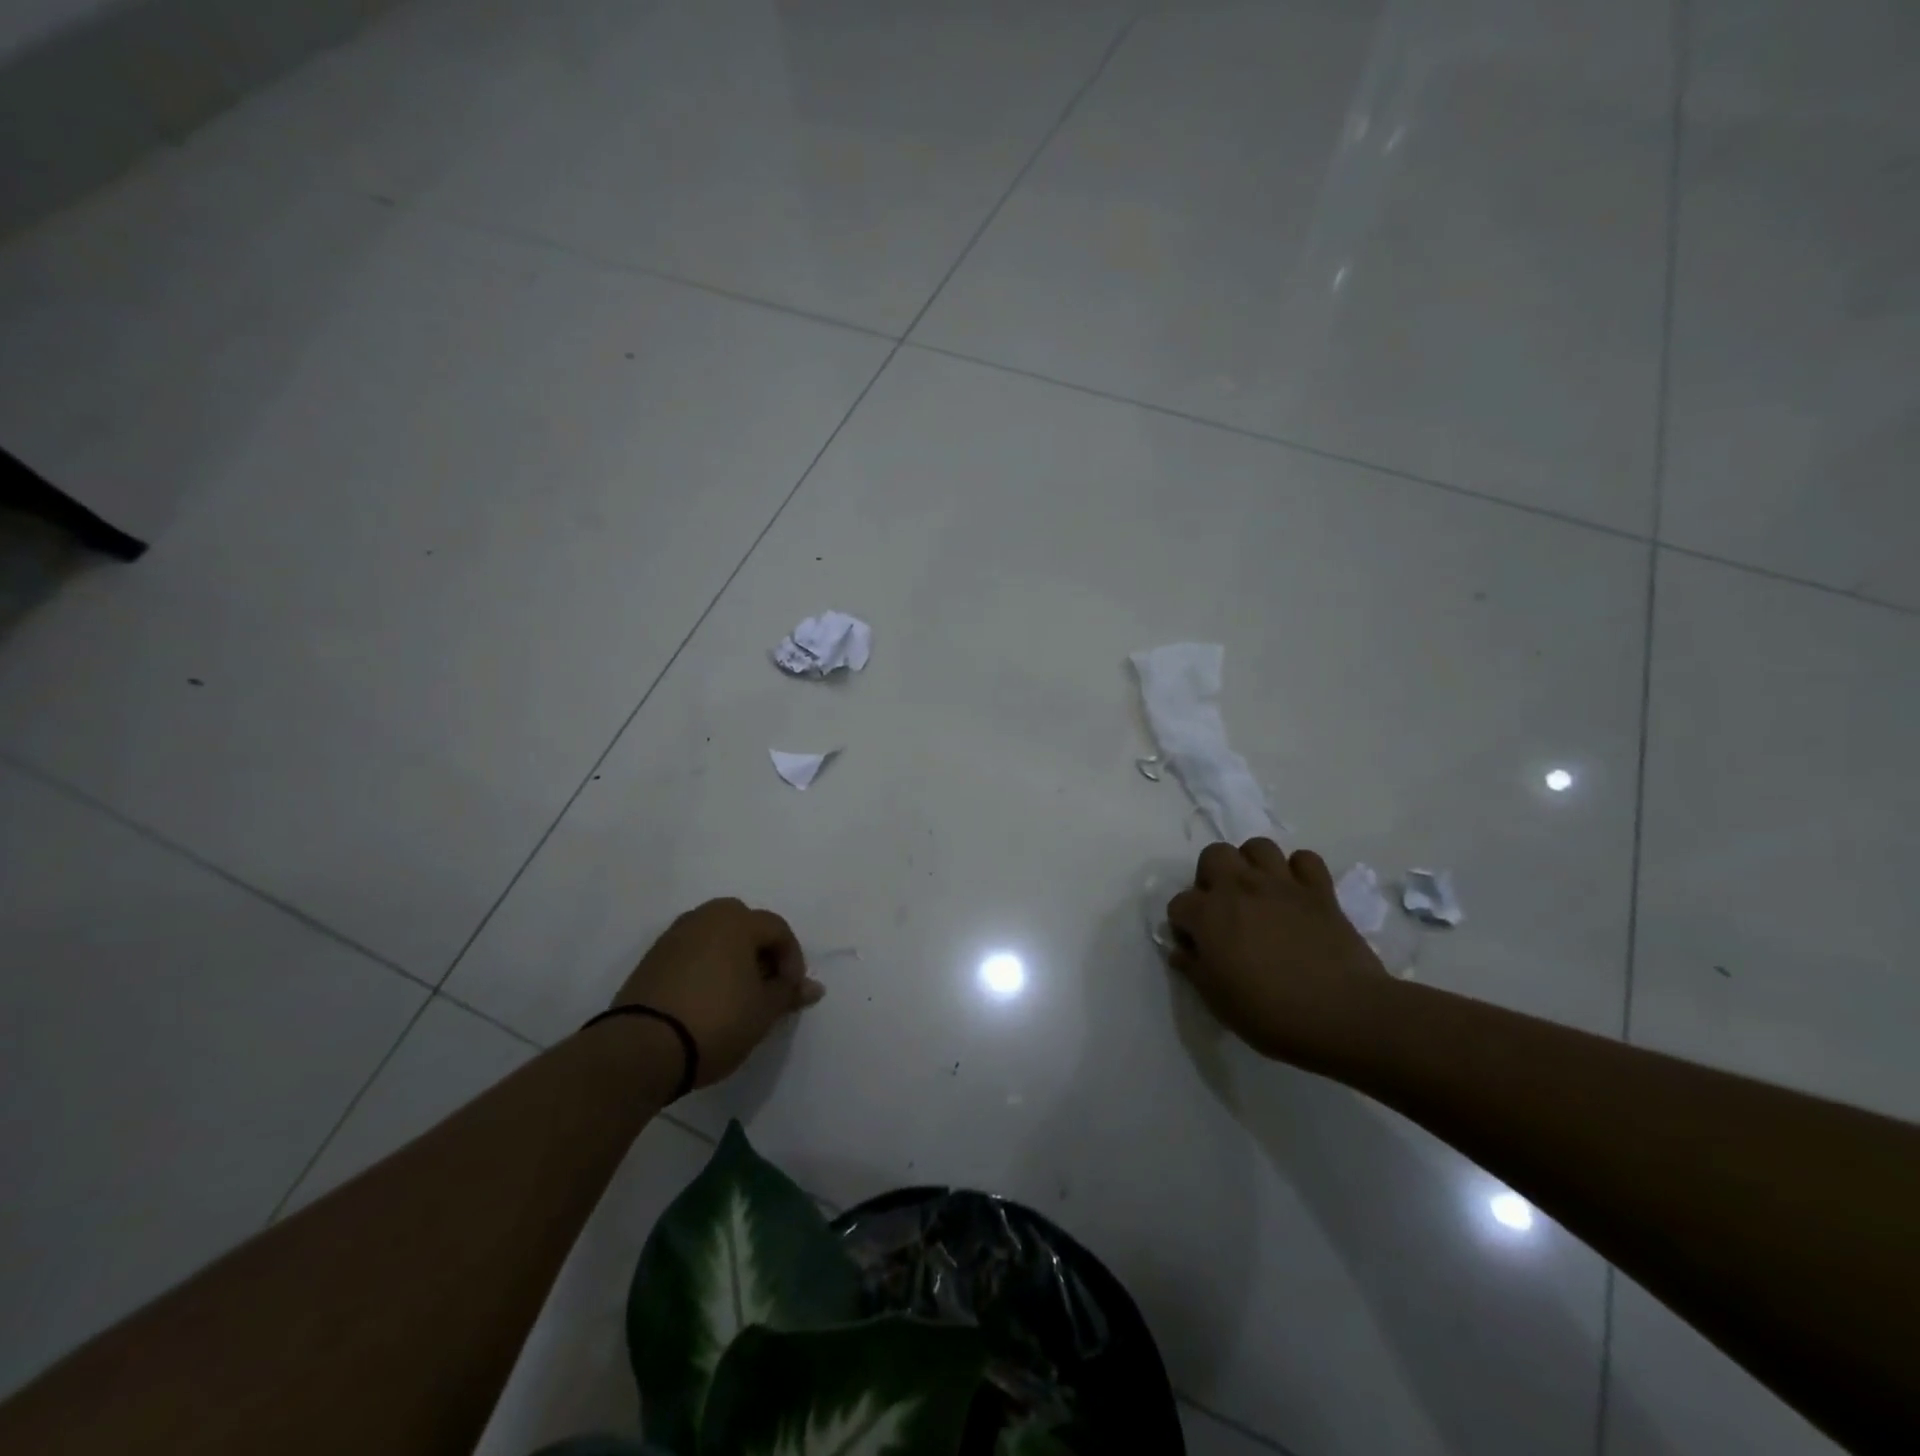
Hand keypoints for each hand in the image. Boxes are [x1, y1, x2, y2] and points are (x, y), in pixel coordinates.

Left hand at [614, 898, 824, 1087]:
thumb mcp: (763, 1012)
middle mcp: (704, 917)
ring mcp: (673, 936)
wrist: (641, 1048)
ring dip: (732, 958)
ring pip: (715, 937)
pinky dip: (705, 967)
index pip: (777, 929)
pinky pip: (691, 952)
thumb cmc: (716, 1021)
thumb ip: (788, 993)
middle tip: (765, 986)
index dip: (792, 959)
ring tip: (737, 995)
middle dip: (760, 951)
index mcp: (736, 920)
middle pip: (744, 924)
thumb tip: (814, 987)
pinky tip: (707, 999)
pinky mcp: (651, 959)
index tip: (790, 992)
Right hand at [1167, 839, 1389, 1069]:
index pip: (1179, 904)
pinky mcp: (1319, 891)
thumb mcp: (1217, 1001)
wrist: (1341, 1013)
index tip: (1196, 947)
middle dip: (1211, 876)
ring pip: (1258, 847)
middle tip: (1222, 908)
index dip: (1183, 926)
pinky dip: (1299, 871)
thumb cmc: (1270, 1013)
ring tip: (1257, 892)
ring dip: (1252, 864)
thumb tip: (1182, 952)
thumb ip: (1194, 969)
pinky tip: (1297, 894)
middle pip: (1214, 855)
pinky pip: (1306, 860)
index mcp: (1208, 915)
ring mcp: (1281, 885)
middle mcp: (1239, 887)